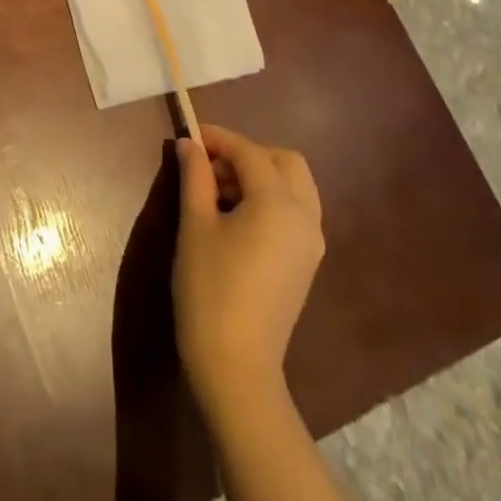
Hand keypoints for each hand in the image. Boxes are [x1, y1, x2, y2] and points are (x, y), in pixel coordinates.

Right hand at [173, 125, 325, 411]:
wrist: (236, 365)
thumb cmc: (209, 289)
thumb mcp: (195, 226)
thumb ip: (195, 177)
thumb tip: (189, 144)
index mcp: (278, 202)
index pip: (249, 152)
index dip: (218, 138)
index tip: (189, 135)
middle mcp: (305, 216)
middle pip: (284, 162)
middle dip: (247, 153)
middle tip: (208, 165)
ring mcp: (310, 242)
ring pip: (294, 185)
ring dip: (260, 175)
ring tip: (217, 191)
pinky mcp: (306, 262)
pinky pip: (294, 211)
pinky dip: (270, 199)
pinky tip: (235, 216)